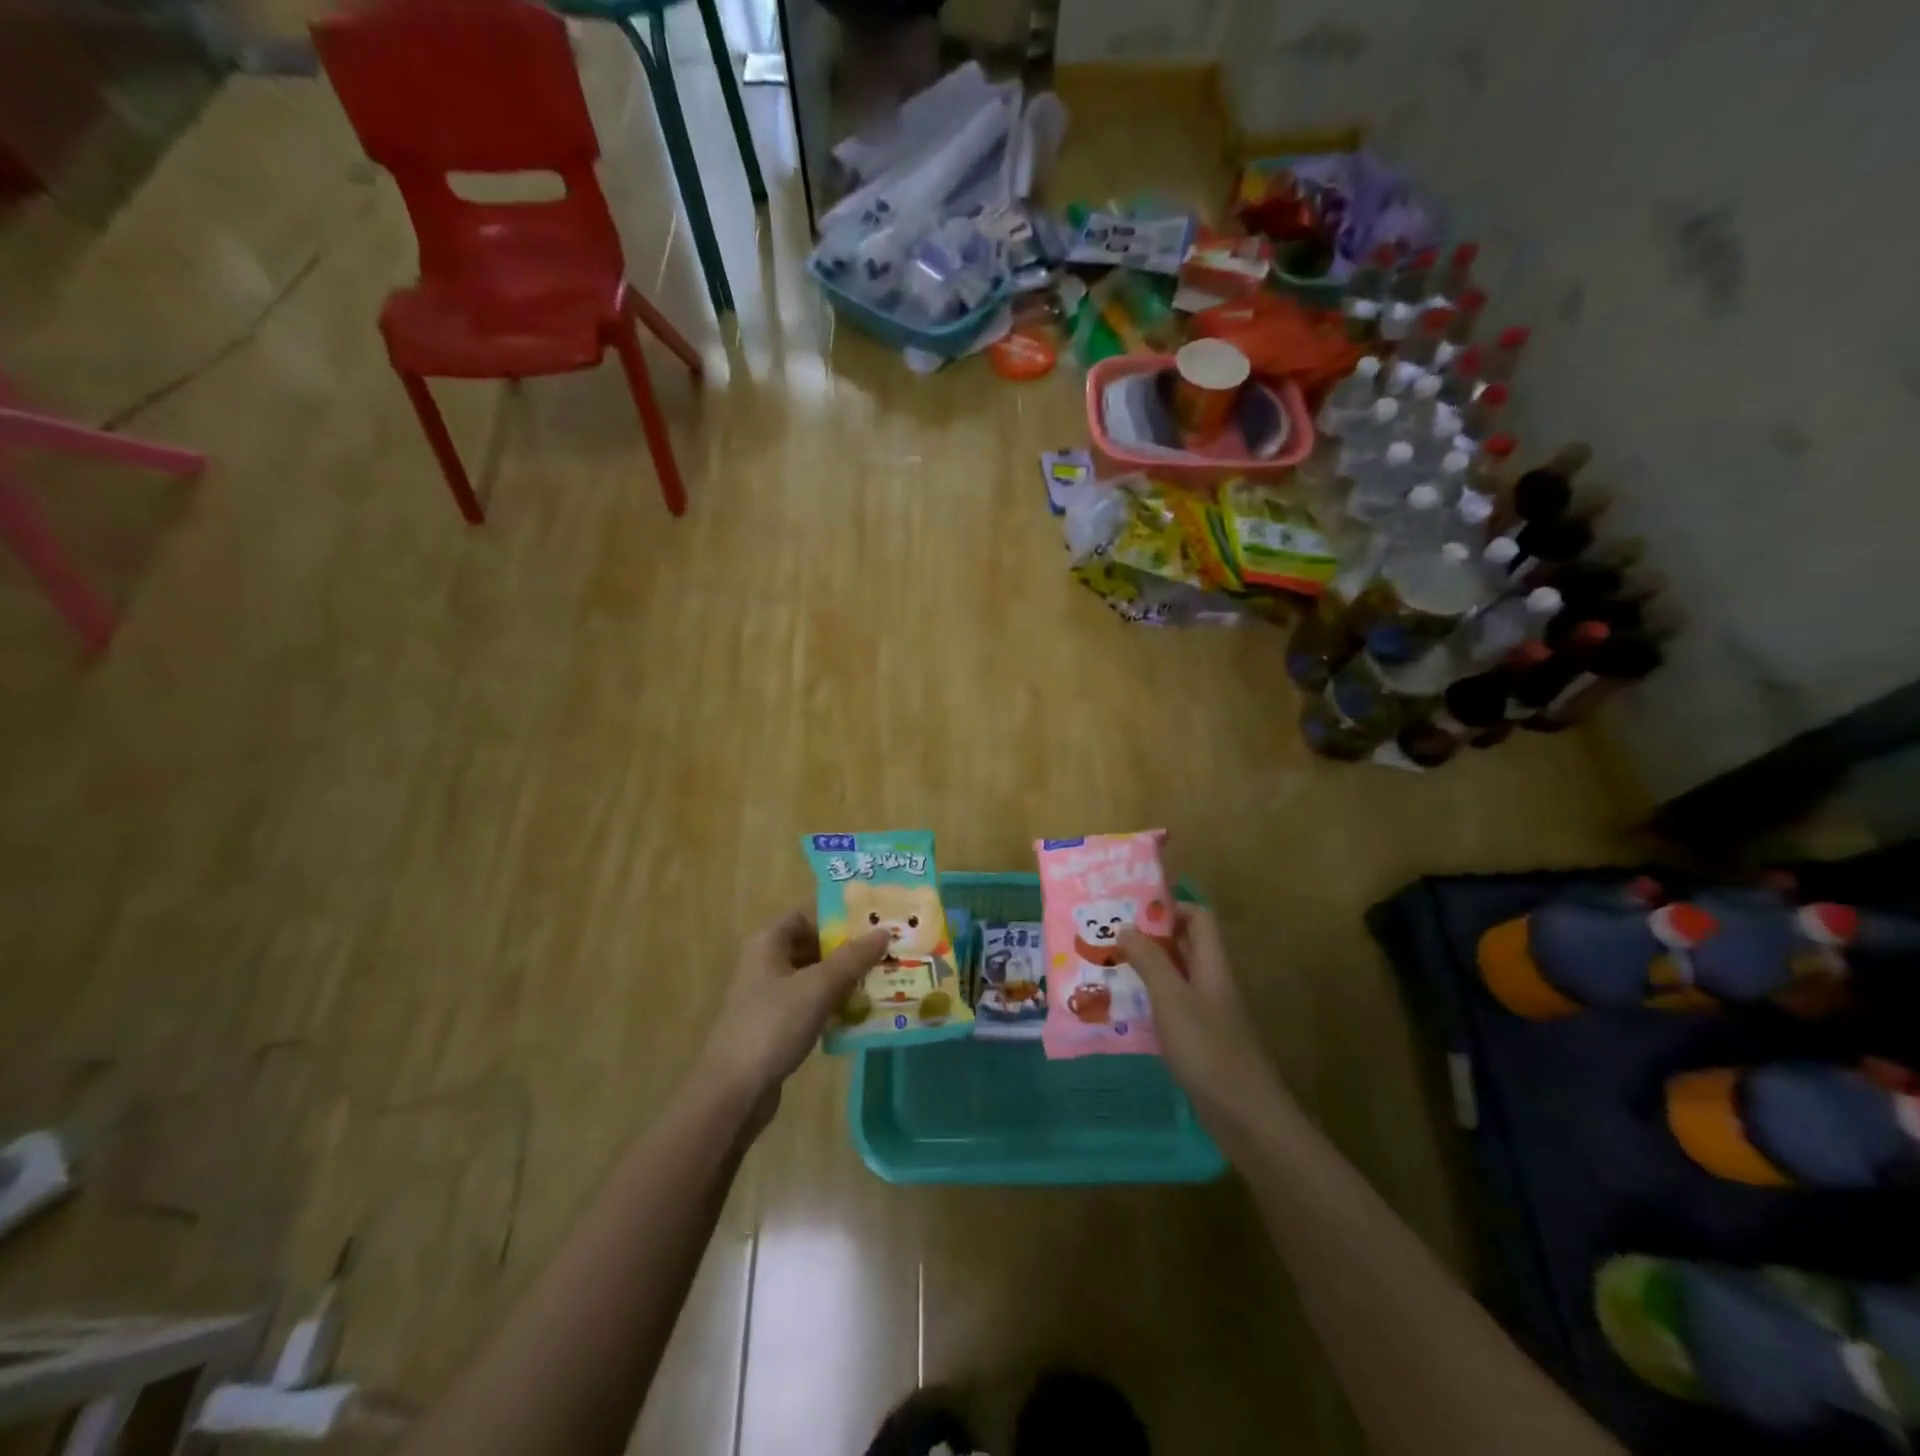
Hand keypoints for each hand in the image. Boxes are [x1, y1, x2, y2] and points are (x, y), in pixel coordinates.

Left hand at [695, 910, 890, 1117]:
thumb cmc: (774, 1025)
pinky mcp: (772, 1028)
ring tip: (877, 985)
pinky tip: (855, 1017)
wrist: (734, 1091)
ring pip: (810, 979)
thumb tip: (884, 931)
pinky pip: (807, 1007)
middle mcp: (764, 965)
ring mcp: (766, 998)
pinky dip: (829, 1007)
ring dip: (840, 982)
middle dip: (844, 953)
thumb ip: (853, 958)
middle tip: (882, 957)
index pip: (804, 917)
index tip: (868, 930)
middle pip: (809, 948)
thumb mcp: (819, 986)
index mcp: (767, 944)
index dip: (834, 920)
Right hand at [1118, 906, 1288, 1143]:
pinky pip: (1173, 1007)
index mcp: (1212, 965)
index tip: (1131, 910)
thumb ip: (1150, 960)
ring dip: (1146, 969)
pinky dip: (1150, 1001)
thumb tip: (1126, 925)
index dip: (1169, 907)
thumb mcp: (1172, 999)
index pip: (1198, 917)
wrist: (1246, 1116)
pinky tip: (1124, 1011)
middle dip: (1149, 937)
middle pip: (1185, 945)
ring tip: (1107, 968)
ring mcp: (1208, 1013)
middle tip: (1109, 936)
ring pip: (1176, 977)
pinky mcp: (1201, 1041)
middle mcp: (1212, 982)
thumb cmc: (1208, 1049)